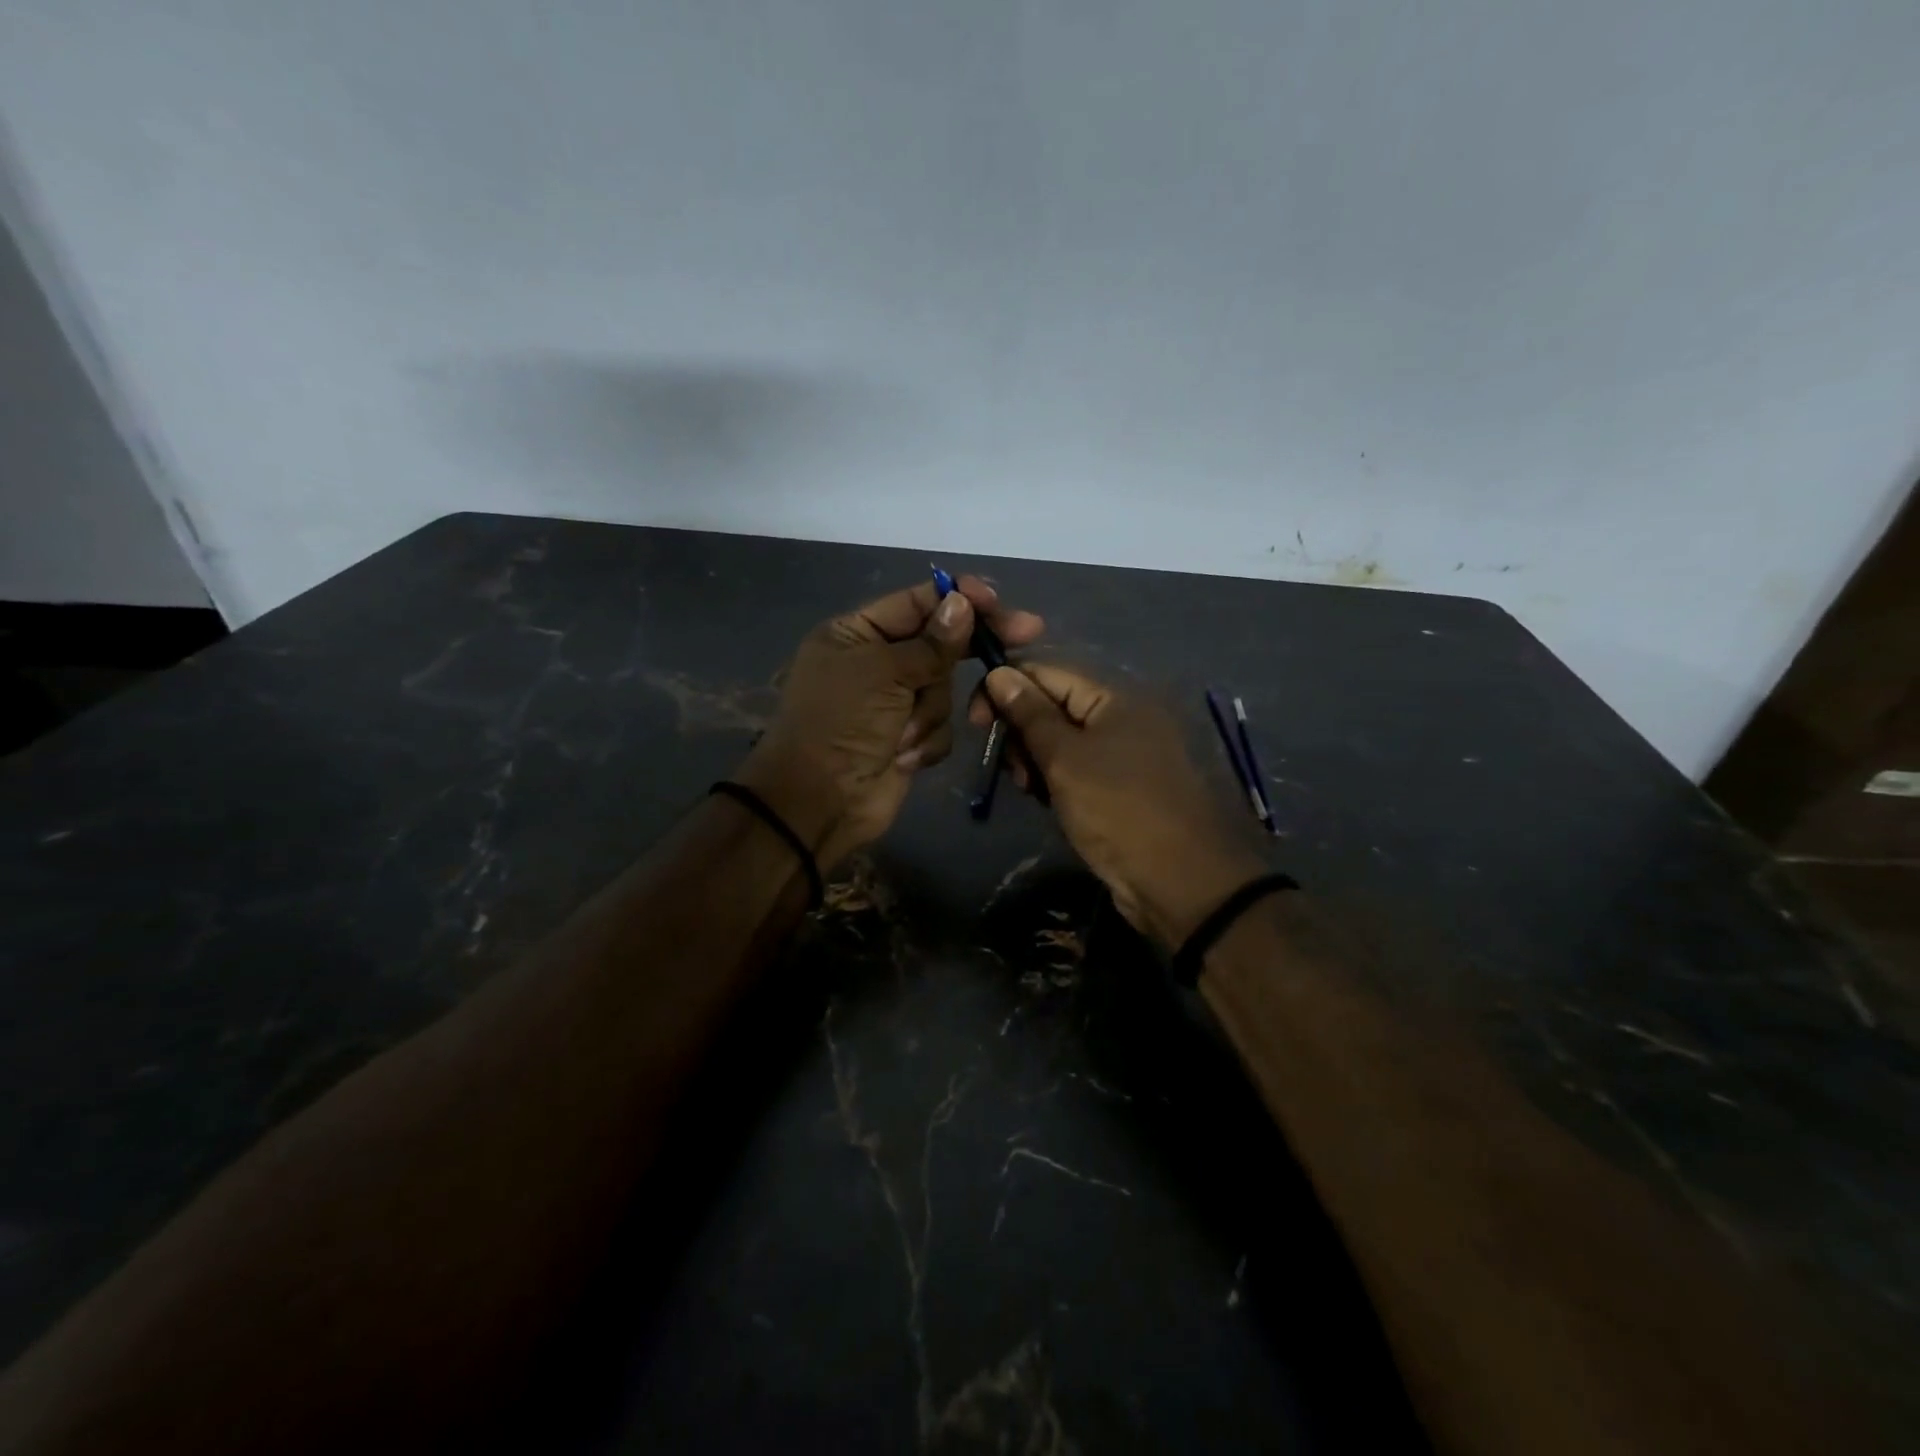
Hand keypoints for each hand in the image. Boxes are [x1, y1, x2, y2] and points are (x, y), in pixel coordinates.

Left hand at [739, 577, 1043, 867]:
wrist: (820, 802)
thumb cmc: (842, 724)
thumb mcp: (884, 672)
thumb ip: (931, 641)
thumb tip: (963, 602)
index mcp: (856, 633)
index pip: (916, 603)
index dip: (958, 598)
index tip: (997, 601)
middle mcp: (876, 662)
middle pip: (939, 643)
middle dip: (967, 648)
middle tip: (1028, 631)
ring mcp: (894, 702)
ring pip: (944, 688)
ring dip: (928, 712)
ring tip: (901, 735)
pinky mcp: (908, 737)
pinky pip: (941, 725)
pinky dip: (925, 741)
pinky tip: (902, 757)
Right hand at [974, 665, 1265, 948]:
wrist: (1180, 882)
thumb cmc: (1118, 810)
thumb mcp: (1065, 759)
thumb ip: (1030, 714)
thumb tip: (998, 673)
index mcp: (1115, 697)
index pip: (1048, 673)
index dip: (1007, 689)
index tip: (976, 720)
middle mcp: (1123, 717)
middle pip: (1055, 706)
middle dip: (1022, 731)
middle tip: (1012, 768)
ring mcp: (1126, 753)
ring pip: (1063, 741)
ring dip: (1036, 760)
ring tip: (1029, 789)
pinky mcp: (1123, 786)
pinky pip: (1078, 769)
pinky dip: (1057, 779)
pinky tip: (1046, 800)